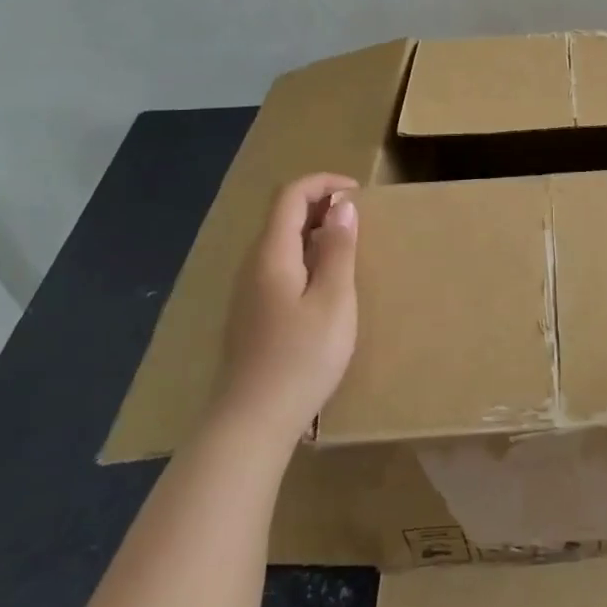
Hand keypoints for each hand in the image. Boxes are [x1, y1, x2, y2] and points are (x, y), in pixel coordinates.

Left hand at [219, 173, 360, 440]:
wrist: (251, 423)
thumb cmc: (301, 358)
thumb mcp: (334, 300)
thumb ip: (338, 249)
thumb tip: (342, 205)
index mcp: (272, 254)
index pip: (290, 195)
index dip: (324, 183)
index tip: (358, 193)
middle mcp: (253, 265)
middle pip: (281, 216)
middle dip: (320, 205)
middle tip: (359, 219)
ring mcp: (248, 292)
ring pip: (280, 242)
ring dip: (313, 232)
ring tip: (348, 248)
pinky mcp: (251, 315)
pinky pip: (278, 267)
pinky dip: (305, 257)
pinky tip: (325, 286)